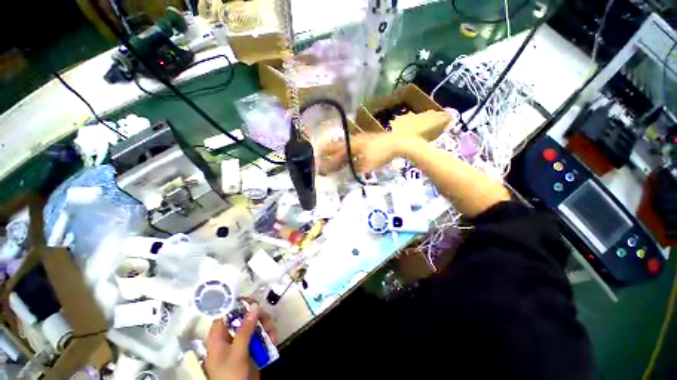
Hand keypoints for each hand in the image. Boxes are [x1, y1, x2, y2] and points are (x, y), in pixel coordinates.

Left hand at [205, 302, 276, 379]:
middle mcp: (229, 334)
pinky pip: (260, 332)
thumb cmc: (230, 375)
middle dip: (258, 316)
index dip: (238, 303)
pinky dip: (268, 334)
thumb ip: (245, 330)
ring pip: (255, 322)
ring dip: (266, 325)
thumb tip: (254, 305)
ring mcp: (241, 340)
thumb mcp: (237, 353)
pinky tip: (273, 340)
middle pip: (244, 315)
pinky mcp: (251, 345)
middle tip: (266, 320)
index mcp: (218, 335)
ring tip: (272, 335)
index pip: (226, 311)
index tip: (253, 301)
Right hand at [318, 133, 408, 174]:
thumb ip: (356, 167)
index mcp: (353, 145)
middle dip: (332, 151)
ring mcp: (363, 139)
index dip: (327, 155)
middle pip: (341, 146)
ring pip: (348, 146)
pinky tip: (353, 155)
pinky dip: (351, 151)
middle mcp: (356, 140)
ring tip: (336, 156)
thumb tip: (349, 168)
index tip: (319, 157)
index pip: (336, 151)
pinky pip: (356, 146)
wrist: (398, 143)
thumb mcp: (367, 164)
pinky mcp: (370, 140)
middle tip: (324, 154)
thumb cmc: (381, 154)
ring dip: (341, 152)